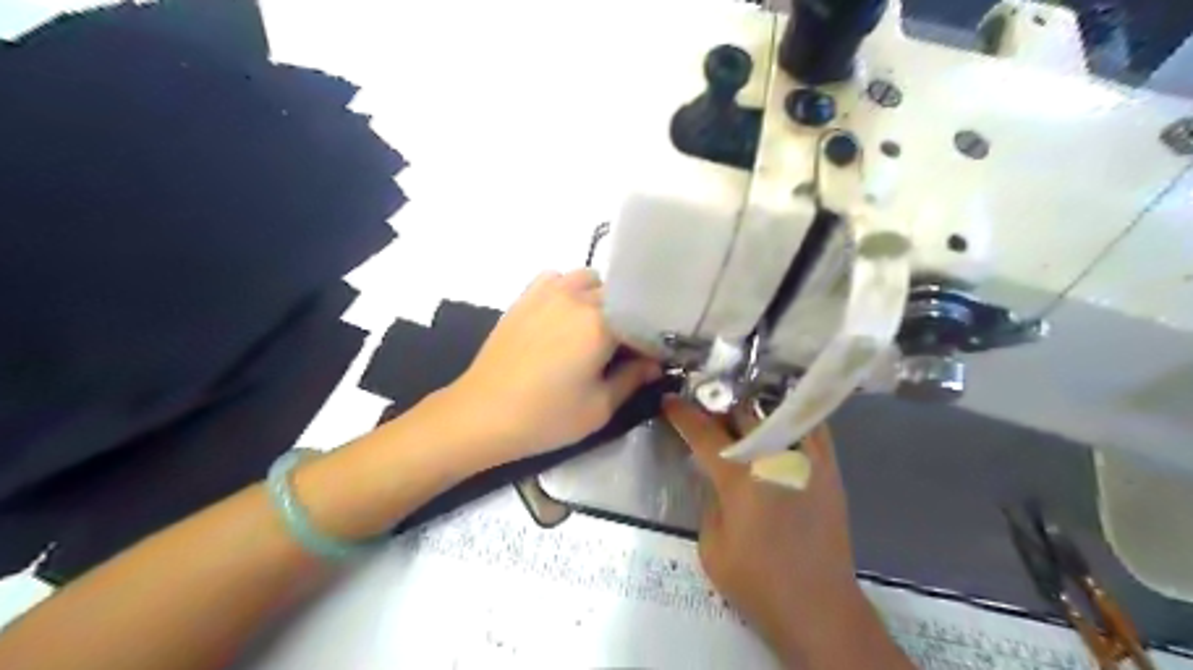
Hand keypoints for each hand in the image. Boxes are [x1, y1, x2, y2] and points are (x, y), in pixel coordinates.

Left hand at [456, 268, 660, 460]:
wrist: (481, 414)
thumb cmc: (545, 417)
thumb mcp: (600, 407)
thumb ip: (633, 379)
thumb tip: (653, 363)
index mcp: (600, 323)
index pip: (642, 322)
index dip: (652, 342)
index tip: (654, 360)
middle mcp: (577, 297)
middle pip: (619, 297)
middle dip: (628, 320)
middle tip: (625, 350)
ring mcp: (548, 293)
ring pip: (589, 280)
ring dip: (601, 299)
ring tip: (595, 329)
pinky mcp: (525, 298)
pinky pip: (557, 279)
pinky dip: (569, 290)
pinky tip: (565, 315)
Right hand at [668, 400, 888, 667]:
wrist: (819, 607)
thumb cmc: (758, 582)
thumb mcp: (712, 546)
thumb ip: (710, 500)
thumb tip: (717, 478)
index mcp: (741, 478)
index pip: (704, 434)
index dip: (682, 414)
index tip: (669, 400)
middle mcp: (775, 457)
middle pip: (742, 412)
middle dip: (718, 404)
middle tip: (704, 404)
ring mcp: (807, 459)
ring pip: (777, 411)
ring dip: (753, 405)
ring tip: (739, 407)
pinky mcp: (829, 468)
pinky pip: (811, 426)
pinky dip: (790, 416)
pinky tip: (777, 418)